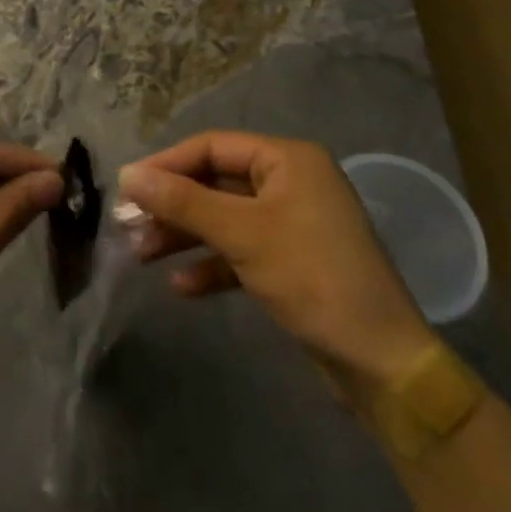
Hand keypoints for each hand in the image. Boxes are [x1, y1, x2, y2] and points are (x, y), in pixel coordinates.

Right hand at [118, 131, 436, 400]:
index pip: (212, 146)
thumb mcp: (242, 234)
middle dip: (172, 205)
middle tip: (128, 224)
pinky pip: (241, 252)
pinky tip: (181, 286)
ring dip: (184, 235)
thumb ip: (183, 200)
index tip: (127, 187)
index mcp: (287, 160)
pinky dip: (212, 265)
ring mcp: (292, 224)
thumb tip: (127, 173)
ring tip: (142, 255)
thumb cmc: (313, 278)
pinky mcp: (292, 263)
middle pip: (215, 182)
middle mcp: (291, 182)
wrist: (383, 365)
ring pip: (224, 219)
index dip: (166, 164)